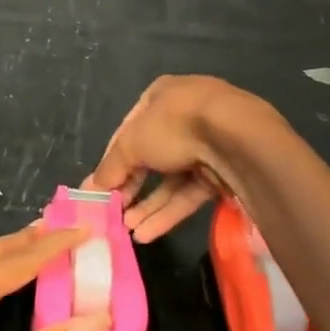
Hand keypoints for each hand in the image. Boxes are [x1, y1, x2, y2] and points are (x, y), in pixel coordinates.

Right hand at [86, 75, 262, 241]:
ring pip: (170, 179)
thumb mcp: (132, 143)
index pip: (129, 130)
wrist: (238, 138)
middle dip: (131, 187)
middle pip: (150, 157)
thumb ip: (111, 167)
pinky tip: (147, 234)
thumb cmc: (175, 126)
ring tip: (127, 230)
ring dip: (148, 205)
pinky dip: (168, 213)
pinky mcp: (222, 172)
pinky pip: (189, 193)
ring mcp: (206, 145)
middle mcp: (184, 116)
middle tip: (113, 213)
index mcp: (161, 96)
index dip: (113, 160)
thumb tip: (91, 188)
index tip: (100, 188)